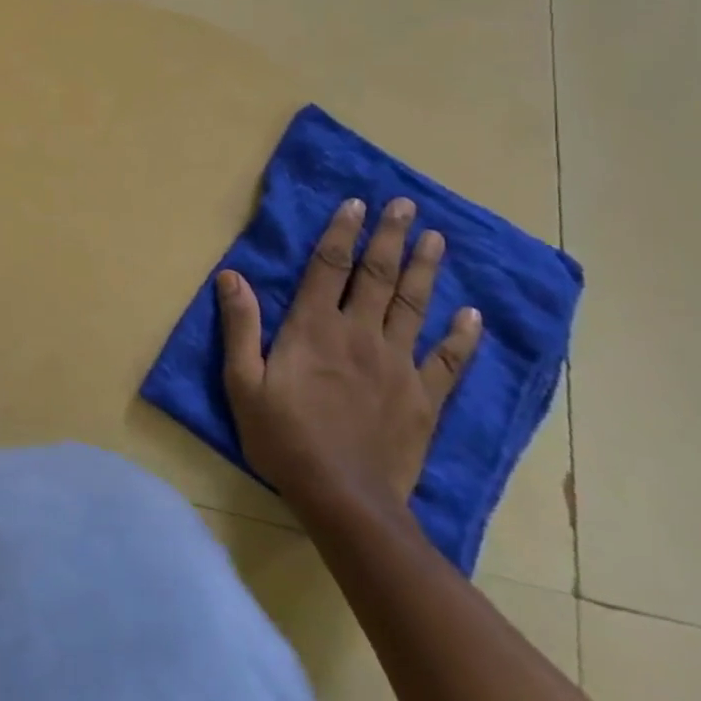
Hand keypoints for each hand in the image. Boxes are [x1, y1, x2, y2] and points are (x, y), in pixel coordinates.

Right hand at [217, 197, 481, 517]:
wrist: (344, 498)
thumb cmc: (283, 436)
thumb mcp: (243, 381)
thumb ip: (240, 325)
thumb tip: (230, 275)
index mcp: (314, 327)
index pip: (329, 266)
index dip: (341, 231)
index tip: (355, 202)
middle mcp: (359, 334)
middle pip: (378, 276)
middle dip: (390, 237)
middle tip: (405, 205)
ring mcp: (398, 365)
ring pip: (414, 306)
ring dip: (425, 269)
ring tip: (437, 239)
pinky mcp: (424, 398)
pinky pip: (448, 361)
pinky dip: (461, 336)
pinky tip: (470, 314)